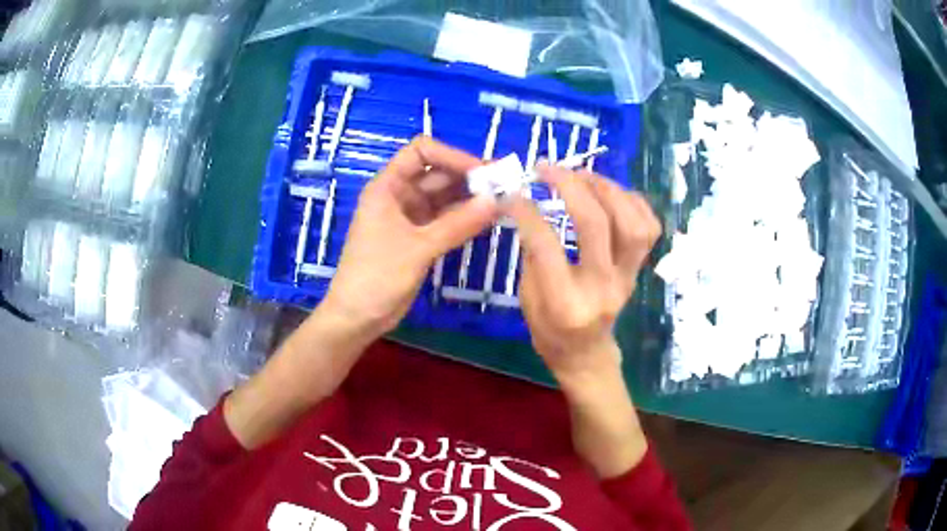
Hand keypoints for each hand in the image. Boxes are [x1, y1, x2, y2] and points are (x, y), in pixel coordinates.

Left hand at [322, 136, 497, 338]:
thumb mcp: (419, 248)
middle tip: (504, 187)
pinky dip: (465, 218)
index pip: (421, 151)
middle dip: (469, 178)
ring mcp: (409, 217)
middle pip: (437, 173)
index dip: (452, 155)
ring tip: (503, 202)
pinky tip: (488, 220)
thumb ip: (458, 223)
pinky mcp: (418, 238)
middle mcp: (399, 195)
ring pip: (444, 197)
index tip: (482, 172)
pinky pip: (445, 219)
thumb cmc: (377, 276)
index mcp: (388, 186)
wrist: (357, 317)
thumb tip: (497, 201)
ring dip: (470, 199)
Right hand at [504, 165, 661, 387]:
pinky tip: (609, 192)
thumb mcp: (527, 300)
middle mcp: (603, 288)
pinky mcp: (639, 270)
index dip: (527, 212)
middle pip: (595, 225)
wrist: (587, 355)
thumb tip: (529, 207)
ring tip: (582, 175)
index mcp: (565, 303)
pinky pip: (649, 228)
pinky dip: (632, 201)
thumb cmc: (550, 333)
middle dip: (570, 186)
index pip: (546, 245)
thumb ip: (531, 255)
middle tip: (548, 169)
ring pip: (632, 222)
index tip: (514, 193)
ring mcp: (627, 278)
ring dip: (606, 189)